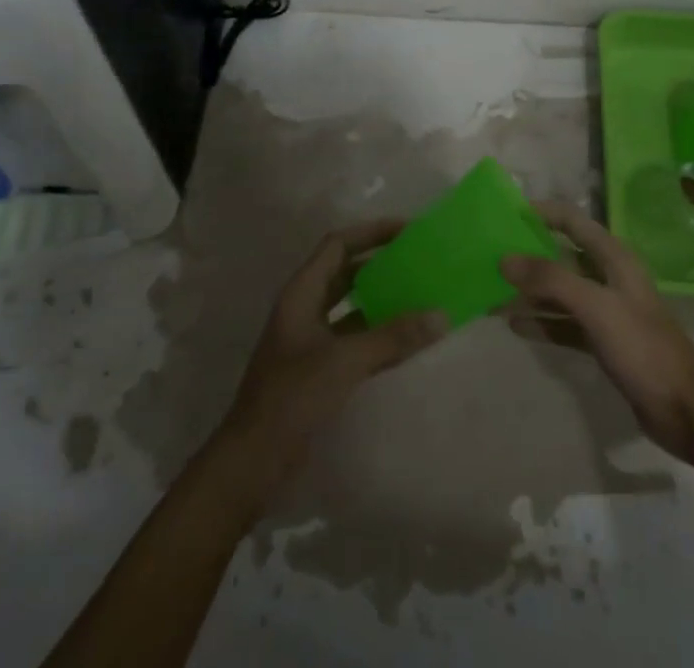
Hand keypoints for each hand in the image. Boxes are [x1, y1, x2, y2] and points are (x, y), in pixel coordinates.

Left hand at [219, 219, 447, 492]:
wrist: (253, 462)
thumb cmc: (292, 397)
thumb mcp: (345, 361)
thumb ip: (393, 337)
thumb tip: (441, 315)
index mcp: (302, 293)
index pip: (338, 244)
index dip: (371, 232)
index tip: (407, 230)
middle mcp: (304, 309)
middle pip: (345, 272)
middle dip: (380, 263)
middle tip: (418, 260)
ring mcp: (310, 341)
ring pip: (351, 307)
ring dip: (381, 300)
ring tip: (419, 294)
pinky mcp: (318, 370)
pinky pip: (354, 339)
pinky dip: (378, 334)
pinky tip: (407, 340)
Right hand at [501, 201, 693, 460]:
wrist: (684, 410)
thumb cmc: (642, 347)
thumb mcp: (595, 306)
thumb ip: (550, 279)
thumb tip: (504, 258)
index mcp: (613, 257)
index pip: (572, 220)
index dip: (541, 213)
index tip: (505, 213)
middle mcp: (608, 277)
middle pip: (562, 255)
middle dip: (528, 254)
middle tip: (490, 256)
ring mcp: (606, 310)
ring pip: (560, 291)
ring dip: (530, 291)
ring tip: (493, 293)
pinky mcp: (603, 341)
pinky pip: (565, 323)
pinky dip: (542, 322)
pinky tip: (515, 325)